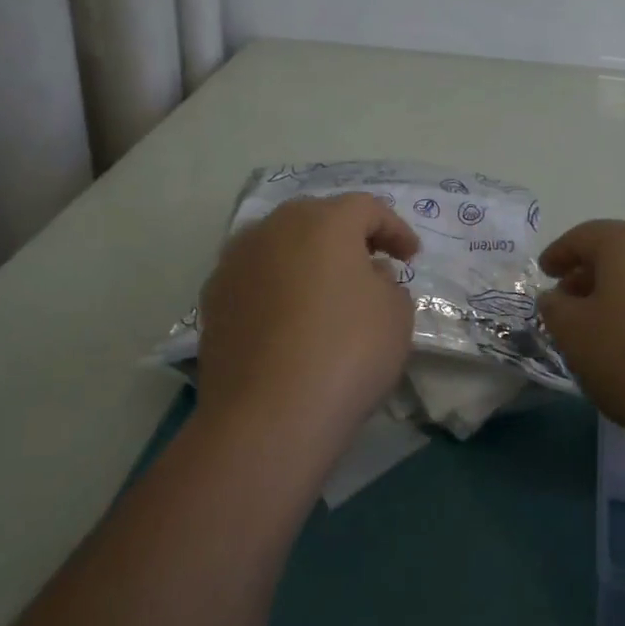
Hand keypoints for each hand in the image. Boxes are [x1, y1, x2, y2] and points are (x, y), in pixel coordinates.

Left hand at [195, 193, 421, 460]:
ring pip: (281, 244)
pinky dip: (277, 285)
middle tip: (371, 264)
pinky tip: (289, 317)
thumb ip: (388, 283)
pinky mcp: (213, 297)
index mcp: (324, 221)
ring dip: (307, 258)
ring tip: (326, 290)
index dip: (395, 229)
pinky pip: (256, 276)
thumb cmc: (346, 352)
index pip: (367, 208)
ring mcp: (236, 260)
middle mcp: (275, 227)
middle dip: (347, 236)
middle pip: (318, 218)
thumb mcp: (396, 314)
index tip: (411, 257)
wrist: (268, 416)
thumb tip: (367, 278)